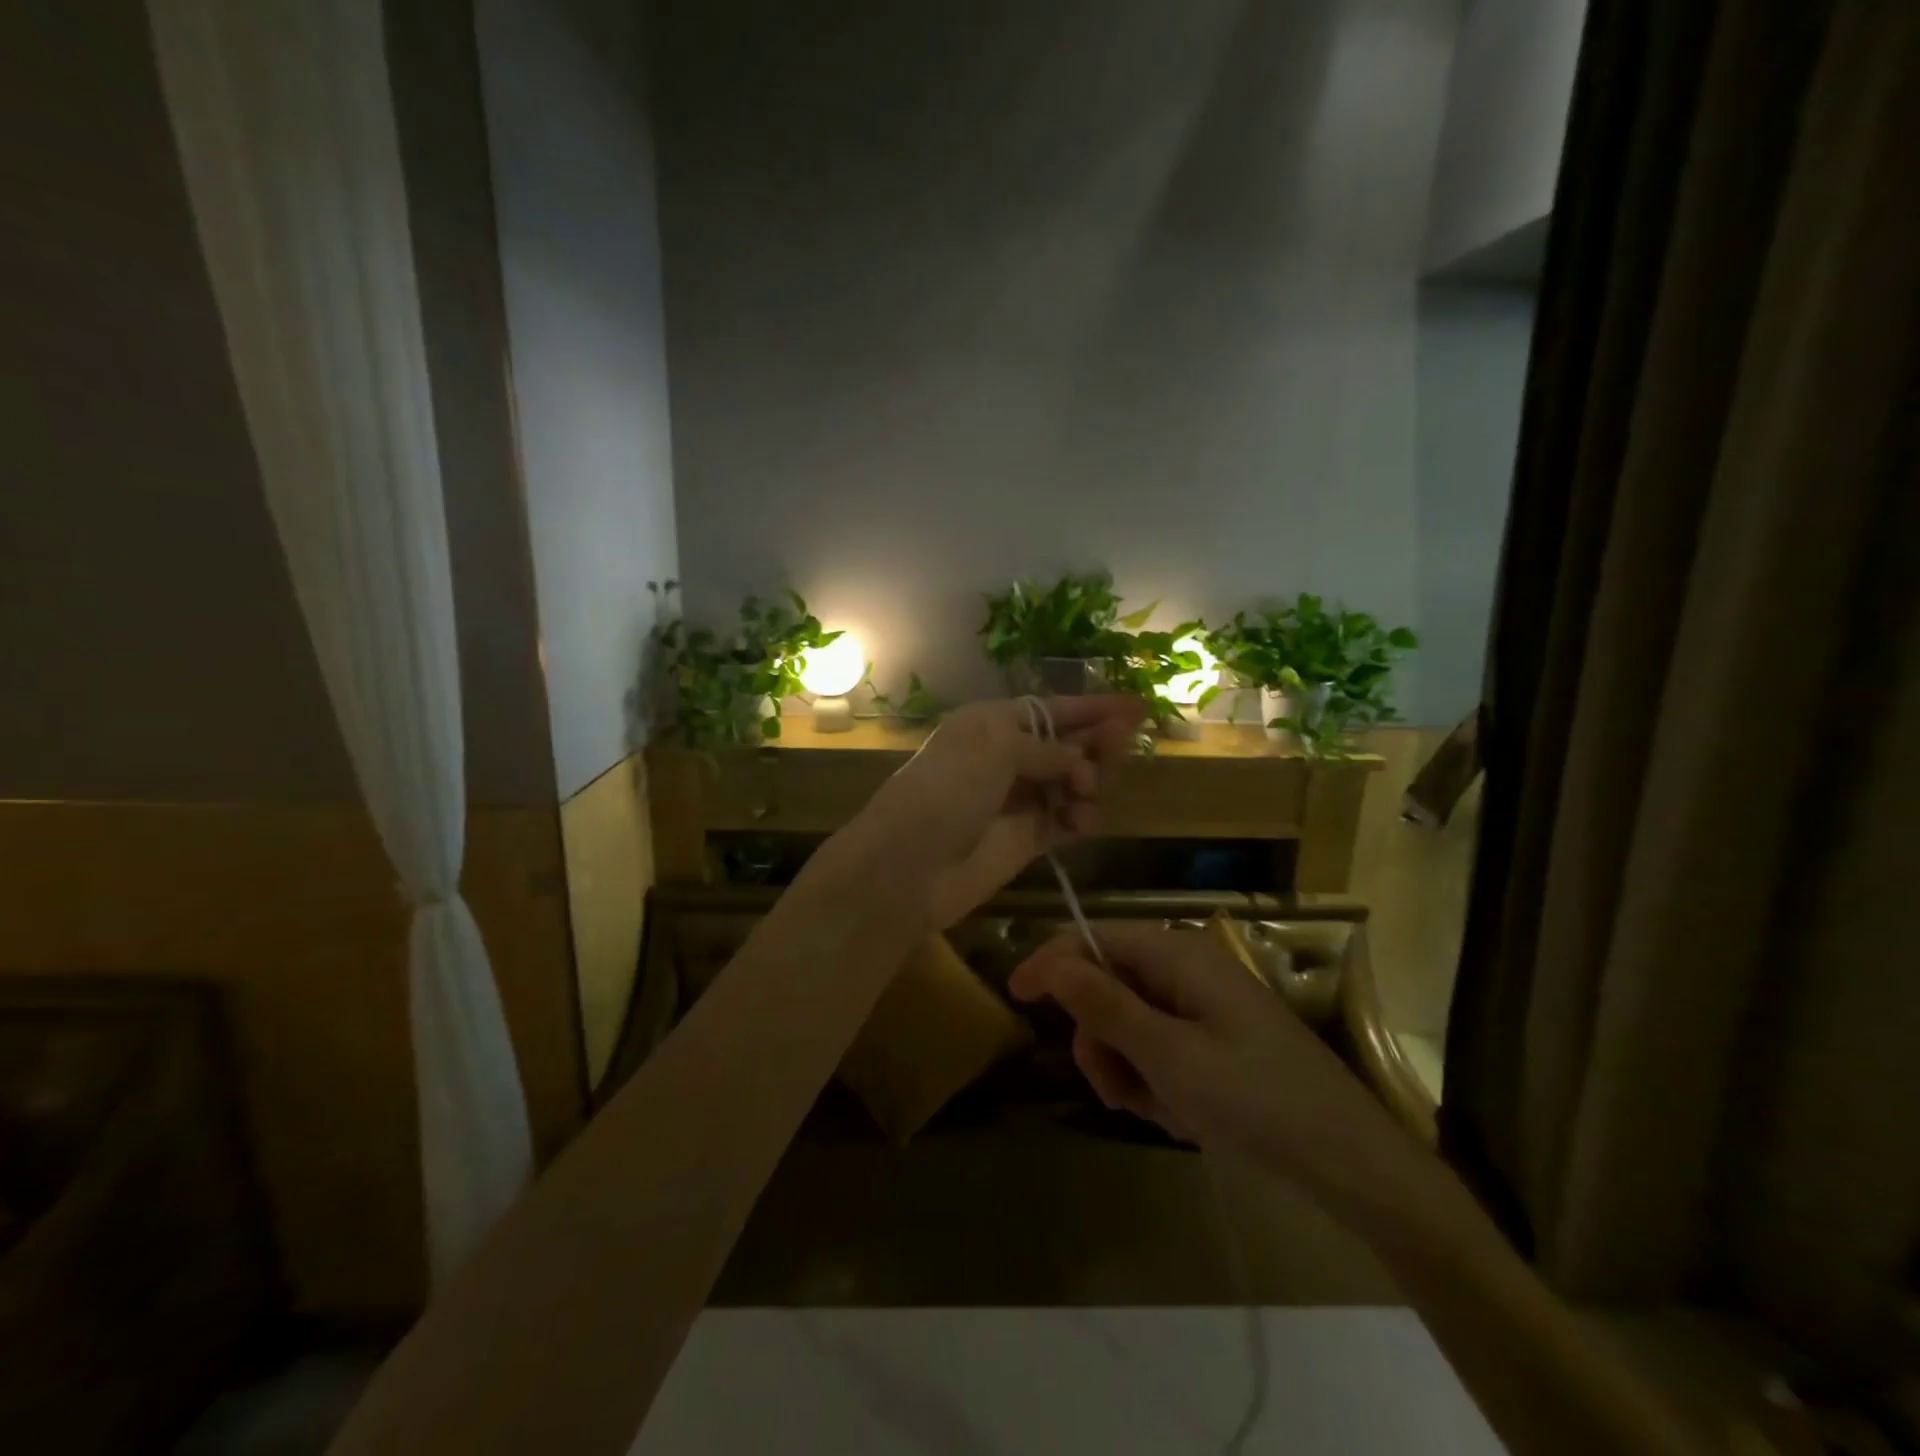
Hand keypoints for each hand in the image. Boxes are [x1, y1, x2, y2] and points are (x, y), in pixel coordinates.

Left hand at [840, 696, 1144, 929]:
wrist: (909, 866)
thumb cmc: (947, 790)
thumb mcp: (995, 749)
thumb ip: (1046, 749)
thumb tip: (1078, 761)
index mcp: (991, 724)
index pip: (1052, 710)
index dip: (1093, 708)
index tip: (1137, 707)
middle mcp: (1006, 757)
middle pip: (1066, 745)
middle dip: (1096, 743)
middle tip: (1124, 744)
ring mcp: (1017, 800)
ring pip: (1071, 783)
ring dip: (1089, 782)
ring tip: (1087, 791)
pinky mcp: (1026, 839)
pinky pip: (1065, 821)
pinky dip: (1079, 818)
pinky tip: (1080, 821)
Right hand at [1008, 924, 1409, 1221]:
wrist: (1348, 1160)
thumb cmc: (1255, 1100)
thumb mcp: (1169, 1055)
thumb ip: (1104, 1005)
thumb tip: (1051, 962)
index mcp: (1177, 954)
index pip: (1093, 938)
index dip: (1051, 962)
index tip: (1014, 996)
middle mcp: (1186, 968)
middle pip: (1108, 987)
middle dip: (1102, 1040)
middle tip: (1116, 1091)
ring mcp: (1202, 1004)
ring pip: (1129, 1025)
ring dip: (1129, 1070)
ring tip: (1162, 1112)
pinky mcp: (1214, 1037)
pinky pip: (1159, 1049)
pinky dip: (1156, 1082)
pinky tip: (1182, 1117)